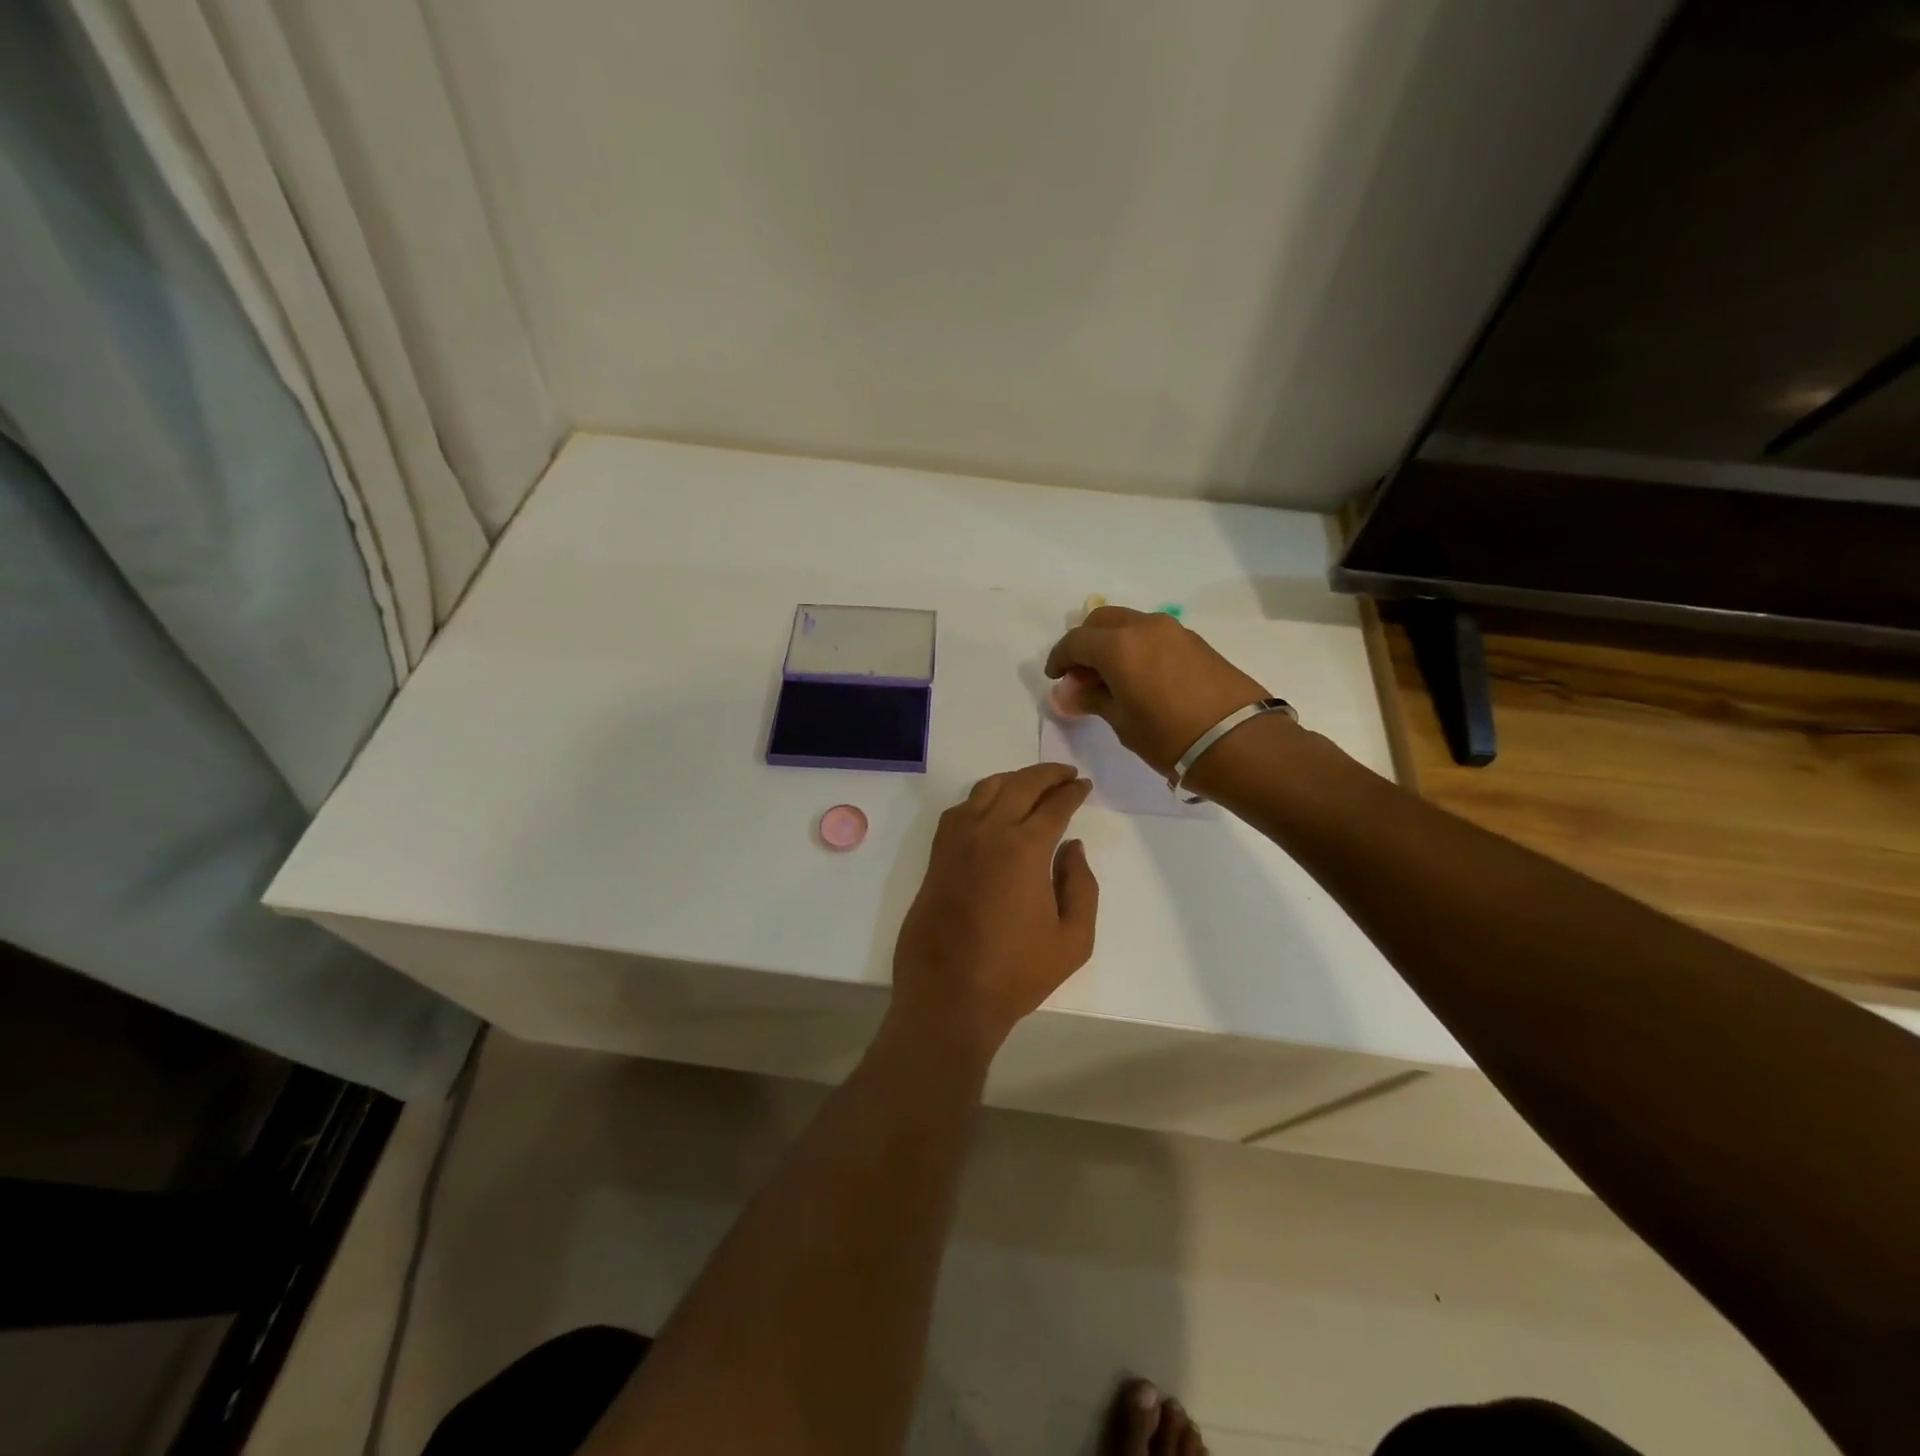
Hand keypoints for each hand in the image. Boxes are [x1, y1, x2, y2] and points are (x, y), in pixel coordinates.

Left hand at [889, 763, 1098, 1058]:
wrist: (949, 995)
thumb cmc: (1016, 973)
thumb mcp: (1073, 939)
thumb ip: (1081, 886)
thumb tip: (1072, 848)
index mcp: (1024, 848)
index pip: (1054, 805)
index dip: (1072, 792)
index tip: (1084, 786)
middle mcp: (988, 832)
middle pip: (1020, 785)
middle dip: (1046, 774)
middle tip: (1065, 775)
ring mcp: (956, 841)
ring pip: (985, 789)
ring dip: (1013, 779)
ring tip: (1033, 784)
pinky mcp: (937, 855)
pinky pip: (960, 809)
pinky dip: (982, 797)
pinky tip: (993, 808)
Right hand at [1044, 606, 1270, 774]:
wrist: (1239, 742)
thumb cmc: (1169, 736)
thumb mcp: (1122, 722)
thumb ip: (1091, 699)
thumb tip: (1066, 692)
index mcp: (1118, 645)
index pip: (1075, 641)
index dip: (1059, 658)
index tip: (1056, 679)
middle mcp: (1144, 627)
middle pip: (1102, 621)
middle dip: (1085, 643)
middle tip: (1082, 676)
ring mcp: (1174, 630)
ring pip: (1129, 624)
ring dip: (1113, 643)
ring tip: (1112, 679)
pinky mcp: (1196, 642)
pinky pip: (1153, 635)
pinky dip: (1137, 647)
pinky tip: (1142, 678)